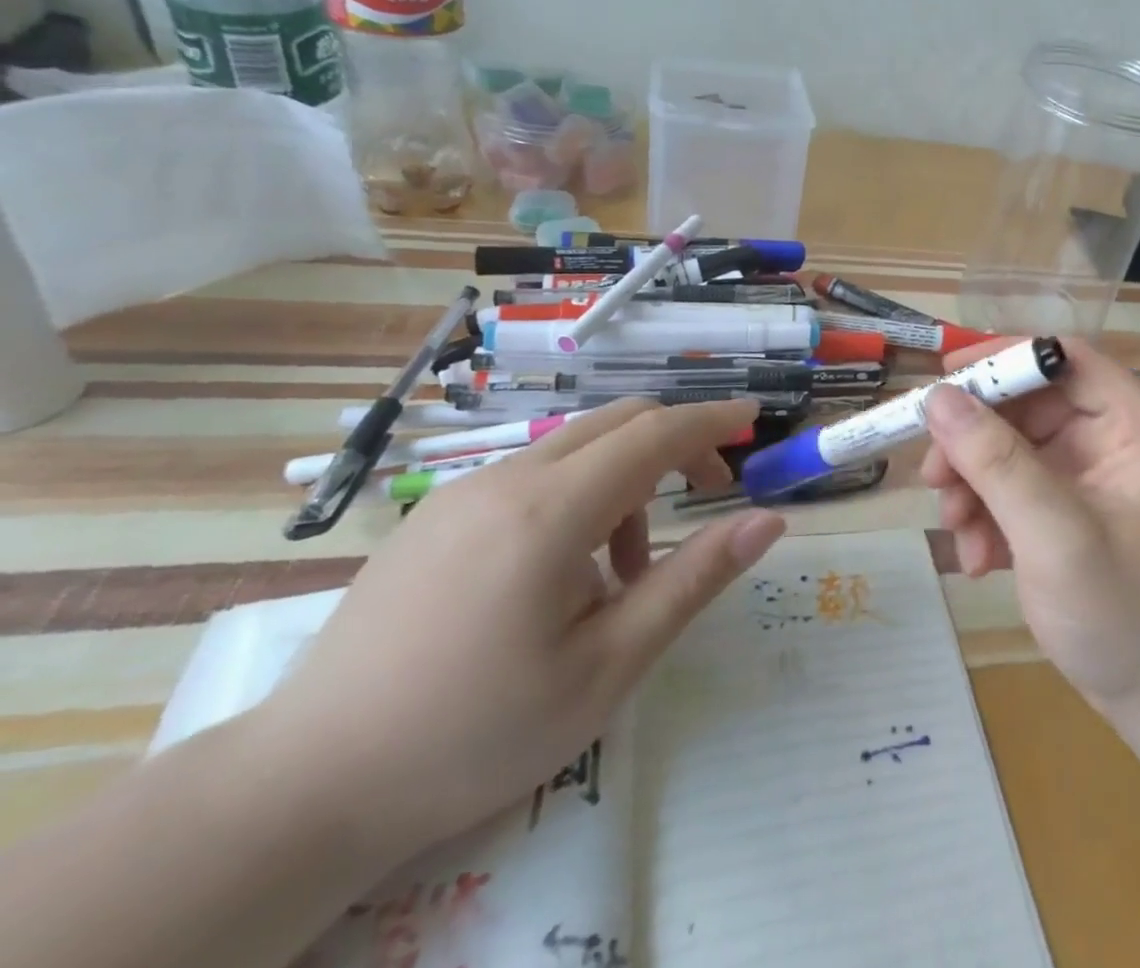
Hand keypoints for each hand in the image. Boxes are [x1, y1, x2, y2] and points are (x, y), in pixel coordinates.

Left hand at [255, 398, 785, 860]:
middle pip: (617, 422)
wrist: (303, 786)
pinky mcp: (434, 516)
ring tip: (625, 571)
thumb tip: (768, 520)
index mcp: (551, 511)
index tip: (755, 419)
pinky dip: (578, 494)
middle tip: (709, 492)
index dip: (712, 419)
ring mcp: (462, 493)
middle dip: (676, 442)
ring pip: (574, 448)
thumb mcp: (607, 665)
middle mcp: (506, 480)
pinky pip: (531, 475)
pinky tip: (563, 570)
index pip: (655, 433)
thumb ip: (694, 580)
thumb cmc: (476, 731)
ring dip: (625, 479)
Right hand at [921, 338, 1139, 737]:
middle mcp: (1119, 440)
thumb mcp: (1055, 536)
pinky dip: (993, 516)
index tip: (944, 378)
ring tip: (956, 531)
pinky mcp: (1079, 513)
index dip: (1003, 358)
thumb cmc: (1130, 618)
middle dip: (977, 441)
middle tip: (933, 478)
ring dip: (977, 485)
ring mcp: (1098, 479)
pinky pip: (1022, 490)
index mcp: (1138, 426)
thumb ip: (996, 462)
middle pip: (1032, 407)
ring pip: (1017, 449)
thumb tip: (938, 396)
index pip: (1065, 360)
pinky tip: (980, 561)